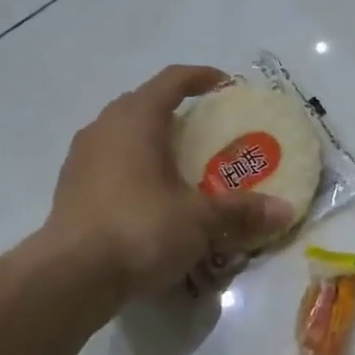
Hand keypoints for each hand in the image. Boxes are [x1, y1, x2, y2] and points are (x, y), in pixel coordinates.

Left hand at [47, 65, 294, 300]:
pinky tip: (150, 200)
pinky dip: (134, 171)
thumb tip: (284, 211)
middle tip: (207, 133)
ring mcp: (81, 159)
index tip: (225, 85)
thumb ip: (241, 212)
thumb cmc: (140, 230)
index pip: (172, 81)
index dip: (201, 77)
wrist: (71, 277)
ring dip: (152, 143)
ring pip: (123, 136)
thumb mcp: (199, 221)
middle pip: (144, 105)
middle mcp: (103, 129)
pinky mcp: (70, 189)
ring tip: (180, 167)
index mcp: (135, 120)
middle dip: (176, 113)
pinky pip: (109, 165)